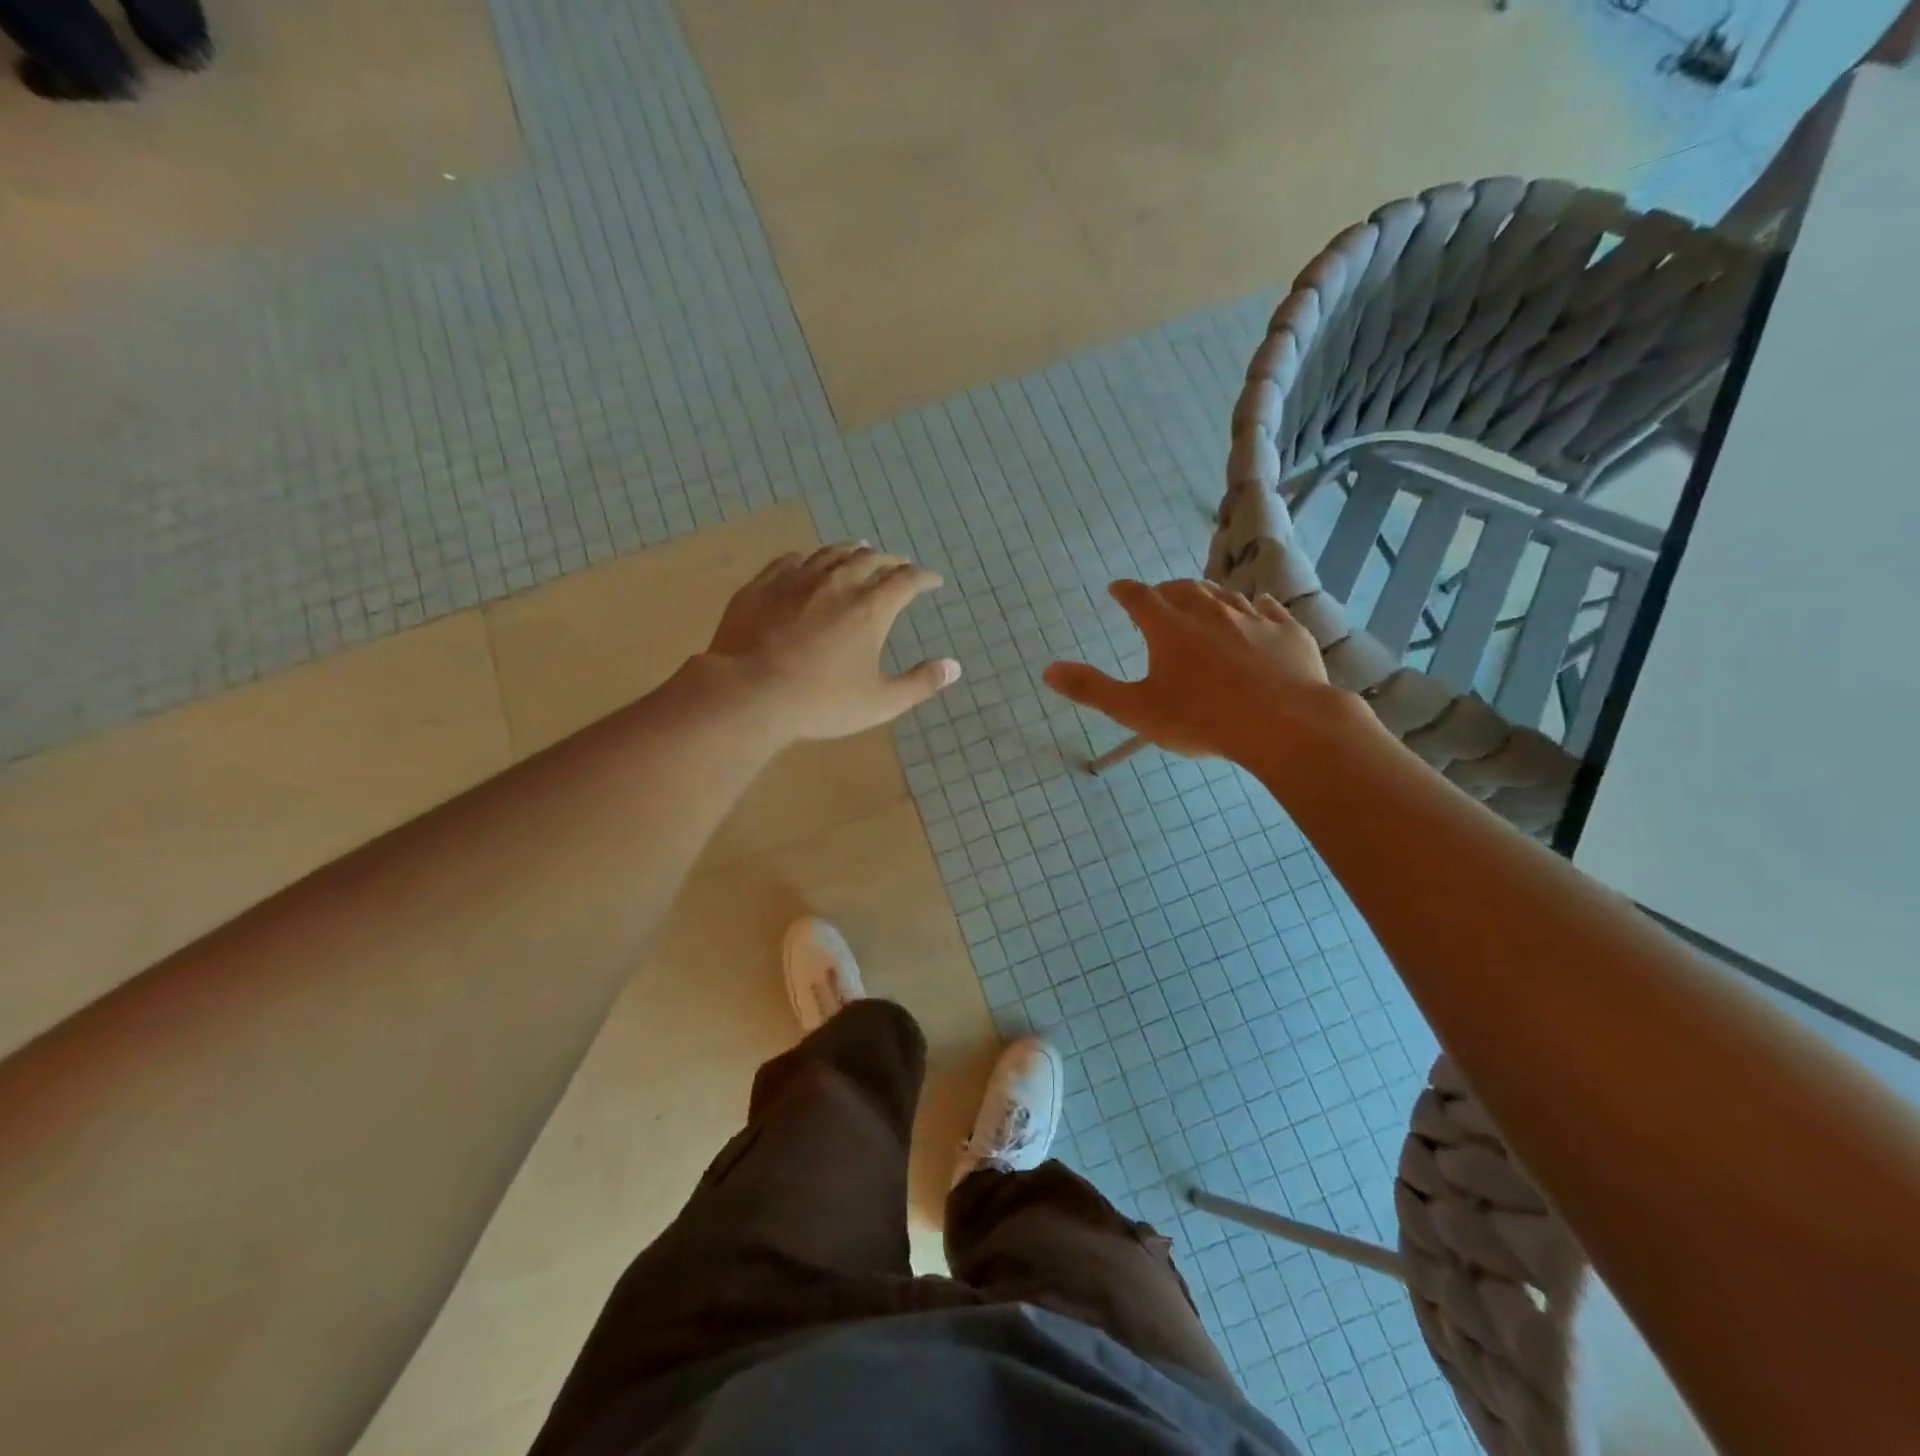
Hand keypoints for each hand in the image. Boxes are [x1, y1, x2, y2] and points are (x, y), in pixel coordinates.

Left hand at [701, 544, 959, 741]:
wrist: (749, 693)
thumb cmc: (821, 702)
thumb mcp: (880, 702)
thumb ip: (920, 683)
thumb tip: (954, 667)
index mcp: (871, 607)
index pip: (906, 580)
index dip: (923, 578)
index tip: (932, 581)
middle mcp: (838, 582)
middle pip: (870, 559)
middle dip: (889, 560)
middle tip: (897, 564)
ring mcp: (797, 579)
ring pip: (831, 553)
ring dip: (852, 551)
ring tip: (860, 550)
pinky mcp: (764, 584)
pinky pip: (792, 559)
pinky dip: (810, 557)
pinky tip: (809, 561)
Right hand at [1044, 579, 1346, 762]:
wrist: (1284, 724)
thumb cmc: (1201, 719)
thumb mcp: (1136, 710)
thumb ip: (1091, 689)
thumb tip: (1048, 670)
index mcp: (1169, 627)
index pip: (1139, 597)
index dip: (1124, 591)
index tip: (1116, 589)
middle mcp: (1209, 611)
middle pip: (1182, 589)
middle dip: (1165, 591)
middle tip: (1158, 598)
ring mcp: (1252, 618)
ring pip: (1224, 595)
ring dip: (1207, 596)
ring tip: (1201, 603)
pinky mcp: (1287, 631)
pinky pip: (1267, 608)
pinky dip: (1254, 607)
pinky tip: (1257, 609)